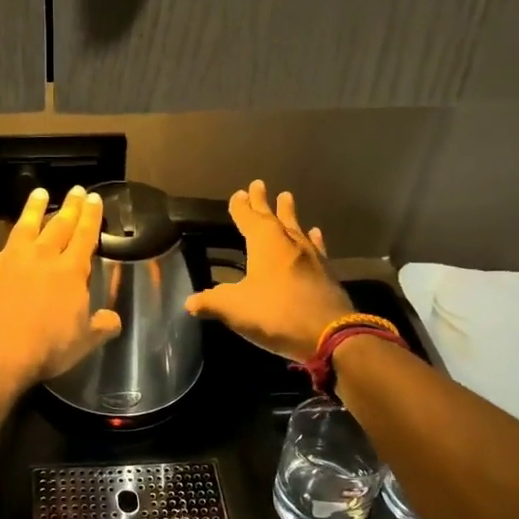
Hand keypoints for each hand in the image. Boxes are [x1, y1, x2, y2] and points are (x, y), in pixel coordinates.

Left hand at [0, 187, 122, 384]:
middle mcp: (41, 257)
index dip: (91, 217)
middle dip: (69, 207)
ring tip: (39, 192)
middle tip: (75, 190)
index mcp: (70, 272)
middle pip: (58, 226)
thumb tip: (114, 320)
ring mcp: (8, 259)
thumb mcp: (85, 341)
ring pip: (23, 226)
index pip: (85, 237)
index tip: (94, 198)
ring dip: (32, 209)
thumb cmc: (47, 347)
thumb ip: (101, 326)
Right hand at [184, 180, 352, 360]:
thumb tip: (189, 302)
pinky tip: (315, 233)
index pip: (249, 219)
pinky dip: (313, 239)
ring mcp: (311, 257)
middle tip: (259, 184)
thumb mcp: (234, 308)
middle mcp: (289, 243)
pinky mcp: (326, 273)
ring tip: (287, 197)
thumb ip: (211, 302)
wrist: (329, 334)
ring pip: (297, 228)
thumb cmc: (276, 314)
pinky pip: (316, 247)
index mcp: (265, 244)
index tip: (238, 194)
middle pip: (274, 217)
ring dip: (289, 214)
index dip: (241, 207)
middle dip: (264, 203)